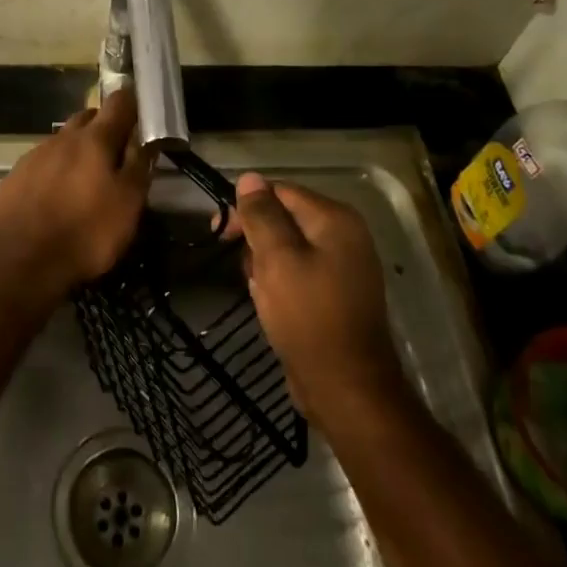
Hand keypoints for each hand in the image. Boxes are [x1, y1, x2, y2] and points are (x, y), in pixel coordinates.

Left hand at [0, 89, 153, 303]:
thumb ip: (138, 167)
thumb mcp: (127, 205)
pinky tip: (57, 195)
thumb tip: (146, 138)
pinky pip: (42, 162)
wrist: (18, 261)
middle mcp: (63, 138)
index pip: (118, 102)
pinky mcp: (15, 176)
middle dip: (104, 126)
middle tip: (117, 150)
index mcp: (95, 140)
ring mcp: (35, 155)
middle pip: (88, 117)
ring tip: (87, 177)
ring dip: (78, 149)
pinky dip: (55, 170)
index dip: (132, 102)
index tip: (142, 112)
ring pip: (63, 140)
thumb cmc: (84, 232)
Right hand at [227, 172, 406, 428]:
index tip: (219, 232)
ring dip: (265, 265)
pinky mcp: (337, 295)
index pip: (281, 192)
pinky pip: (299, 273)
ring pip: (288, 248)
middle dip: (256, 240)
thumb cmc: (308, 317)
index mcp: (335, 220)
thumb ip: (262, 216)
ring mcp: (344, 267)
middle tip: (240, 267)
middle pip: (285, 219)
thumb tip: (249, 178)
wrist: (346, 389)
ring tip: (258, 292)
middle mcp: (345, 236)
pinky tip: (270, 305)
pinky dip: (280, 283)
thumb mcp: (277, 260)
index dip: (247, 207)